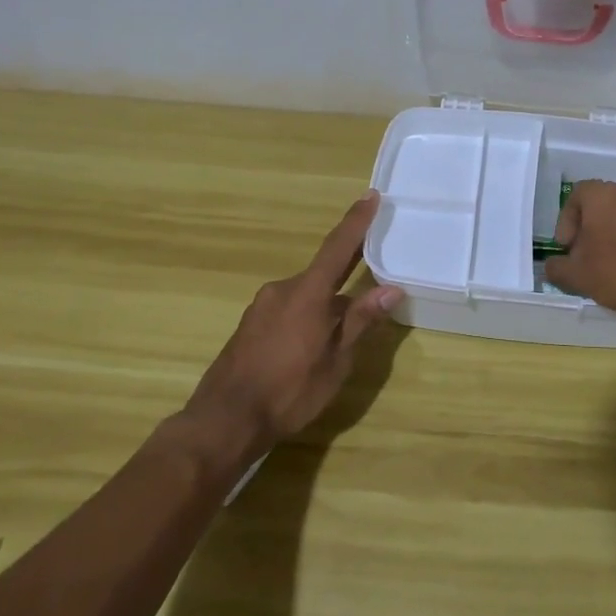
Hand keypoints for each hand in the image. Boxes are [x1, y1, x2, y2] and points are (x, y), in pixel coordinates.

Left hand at [189, 192, 402, 446]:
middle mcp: (282, 290)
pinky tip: (313, 342)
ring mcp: (262, 306)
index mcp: (307, 293)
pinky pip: (288, 308)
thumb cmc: (289, 391)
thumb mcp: (335, 361)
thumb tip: (390, 289)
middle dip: (347, 273)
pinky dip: (308, 314)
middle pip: (323, 273)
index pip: (338, 248)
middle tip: (372, 269)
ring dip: (327, 303)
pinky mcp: (251, 324)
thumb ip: (360, 321)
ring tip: (344, 328)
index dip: (357, 222)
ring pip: (306, 294)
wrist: (225, 419)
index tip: (371, 196)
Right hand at [542, 180, 615, 315]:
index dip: (566, 221)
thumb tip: (552, 265)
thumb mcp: (580, 276)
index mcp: (601, 194)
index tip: (567, 247)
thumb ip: (558, 269)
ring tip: (611, 268)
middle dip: (590, 232)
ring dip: (614, 238)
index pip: (576, 196)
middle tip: (586, 259)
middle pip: (601, 207)